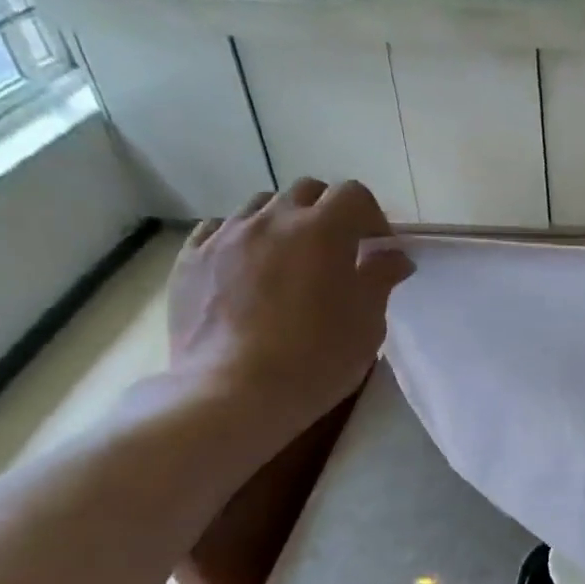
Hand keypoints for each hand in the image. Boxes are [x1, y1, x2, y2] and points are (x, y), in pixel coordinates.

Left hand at [167, 178, 411, 437]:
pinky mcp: (190, 258)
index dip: (373, 218)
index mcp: (323, 231)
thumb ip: (381, 279)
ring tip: (291, 261)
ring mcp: (225, 235)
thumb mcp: (368, 323)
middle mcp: (272, 220)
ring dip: (284, 223)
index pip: (354, 195)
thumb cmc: (317, 359)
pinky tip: (249, 271)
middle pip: (307, 191)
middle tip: (339, 253)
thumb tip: (394, 257)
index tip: (379, 251)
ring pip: (261, 206)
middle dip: (329, 213)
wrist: (234, 392)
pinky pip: (219, 230)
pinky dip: (242, 240)